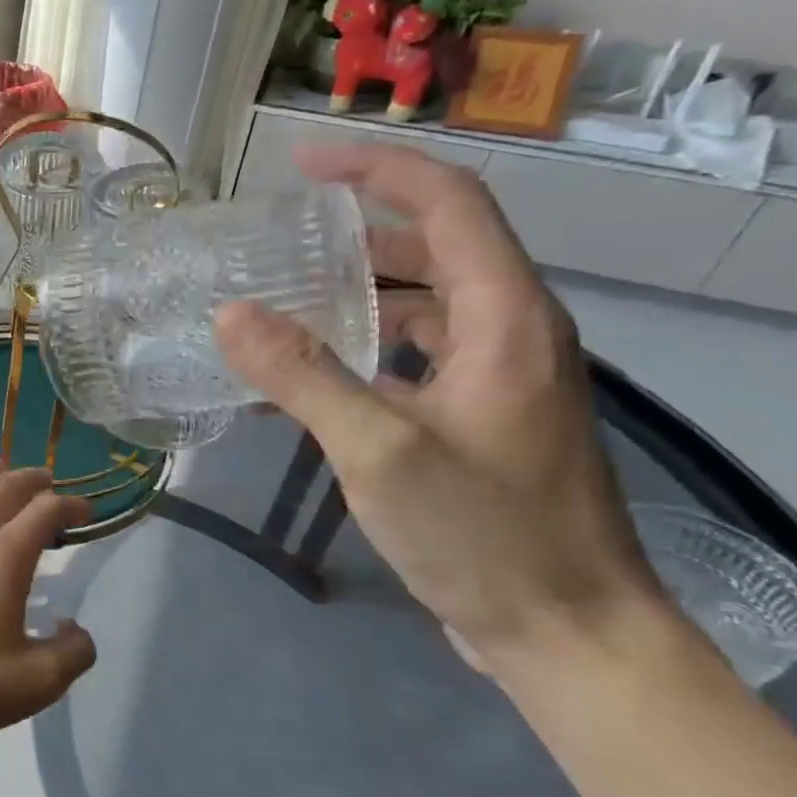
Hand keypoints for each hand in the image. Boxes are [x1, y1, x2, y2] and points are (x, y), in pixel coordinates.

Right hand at [214, 143, 676, 672]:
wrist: (566, 631)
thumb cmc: (484, 534)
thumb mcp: (380, 451)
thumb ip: (302, 377)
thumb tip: (229, 314)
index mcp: (506, 318)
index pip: (449, 204)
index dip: (376, 171)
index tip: (304, 165)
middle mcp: (511, 332)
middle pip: (436, 248)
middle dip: (357, 231)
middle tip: (279, 239)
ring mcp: (497, 378)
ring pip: (424, 304)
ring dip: (358, 292)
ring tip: (283, 299)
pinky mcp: (479, 417)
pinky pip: (416, 354)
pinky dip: (365, 346)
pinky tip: (312, 374)